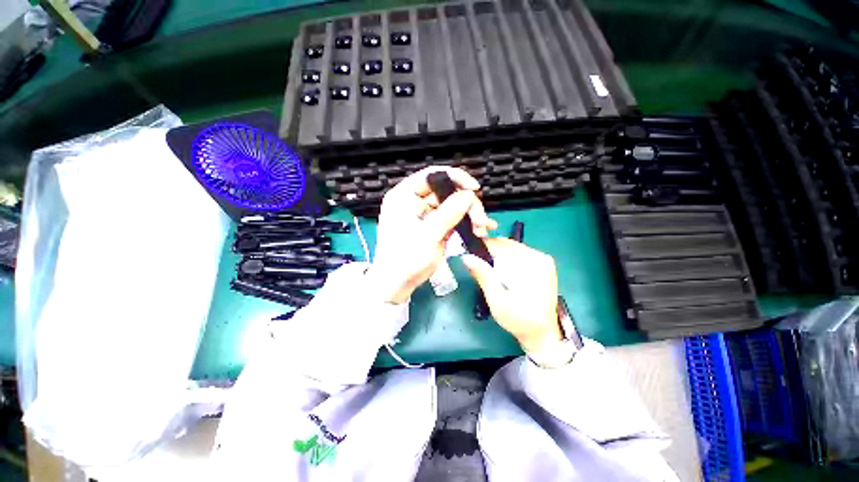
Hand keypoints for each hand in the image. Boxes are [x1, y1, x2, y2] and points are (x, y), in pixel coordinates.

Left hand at [368, 167, 497, 303]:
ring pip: (453, 205)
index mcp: (404, 196)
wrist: (398, 284)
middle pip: (446, 191)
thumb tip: (468, 194)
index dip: (455, 177)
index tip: (474, 188)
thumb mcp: (428, 235)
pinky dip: (467, 223)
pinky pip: (453, 218)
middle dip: (467, 203)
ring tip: (482, 229)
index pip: (431, 175)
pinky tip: (481, 229)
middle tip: (480, 220)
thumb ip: (449, 213)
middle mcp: (414, 201)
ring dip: (470, 215)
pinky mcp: (434, 226)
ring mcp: (425, 214)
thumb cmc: (406, 259)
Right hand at [462, 238, 561, 354]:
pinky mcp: (544, 263)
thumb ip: (482, 275)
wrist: (541, 332)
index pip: (500, 245)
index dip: (482, 247)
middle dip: (490, 252)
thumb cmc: (517, 319)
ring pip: (512, 247)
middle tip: (479, 265)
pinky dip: (508, 258)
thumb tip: (466, 257)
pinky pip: (520, 253)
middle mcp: (539, 257)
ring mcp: (543, 259)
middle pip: (506, 244)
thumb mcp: (495, 298)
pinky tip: (504, 271)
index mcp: (529, 265)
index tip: (470, 253)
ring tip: (492, 271)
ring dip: (499, 255)